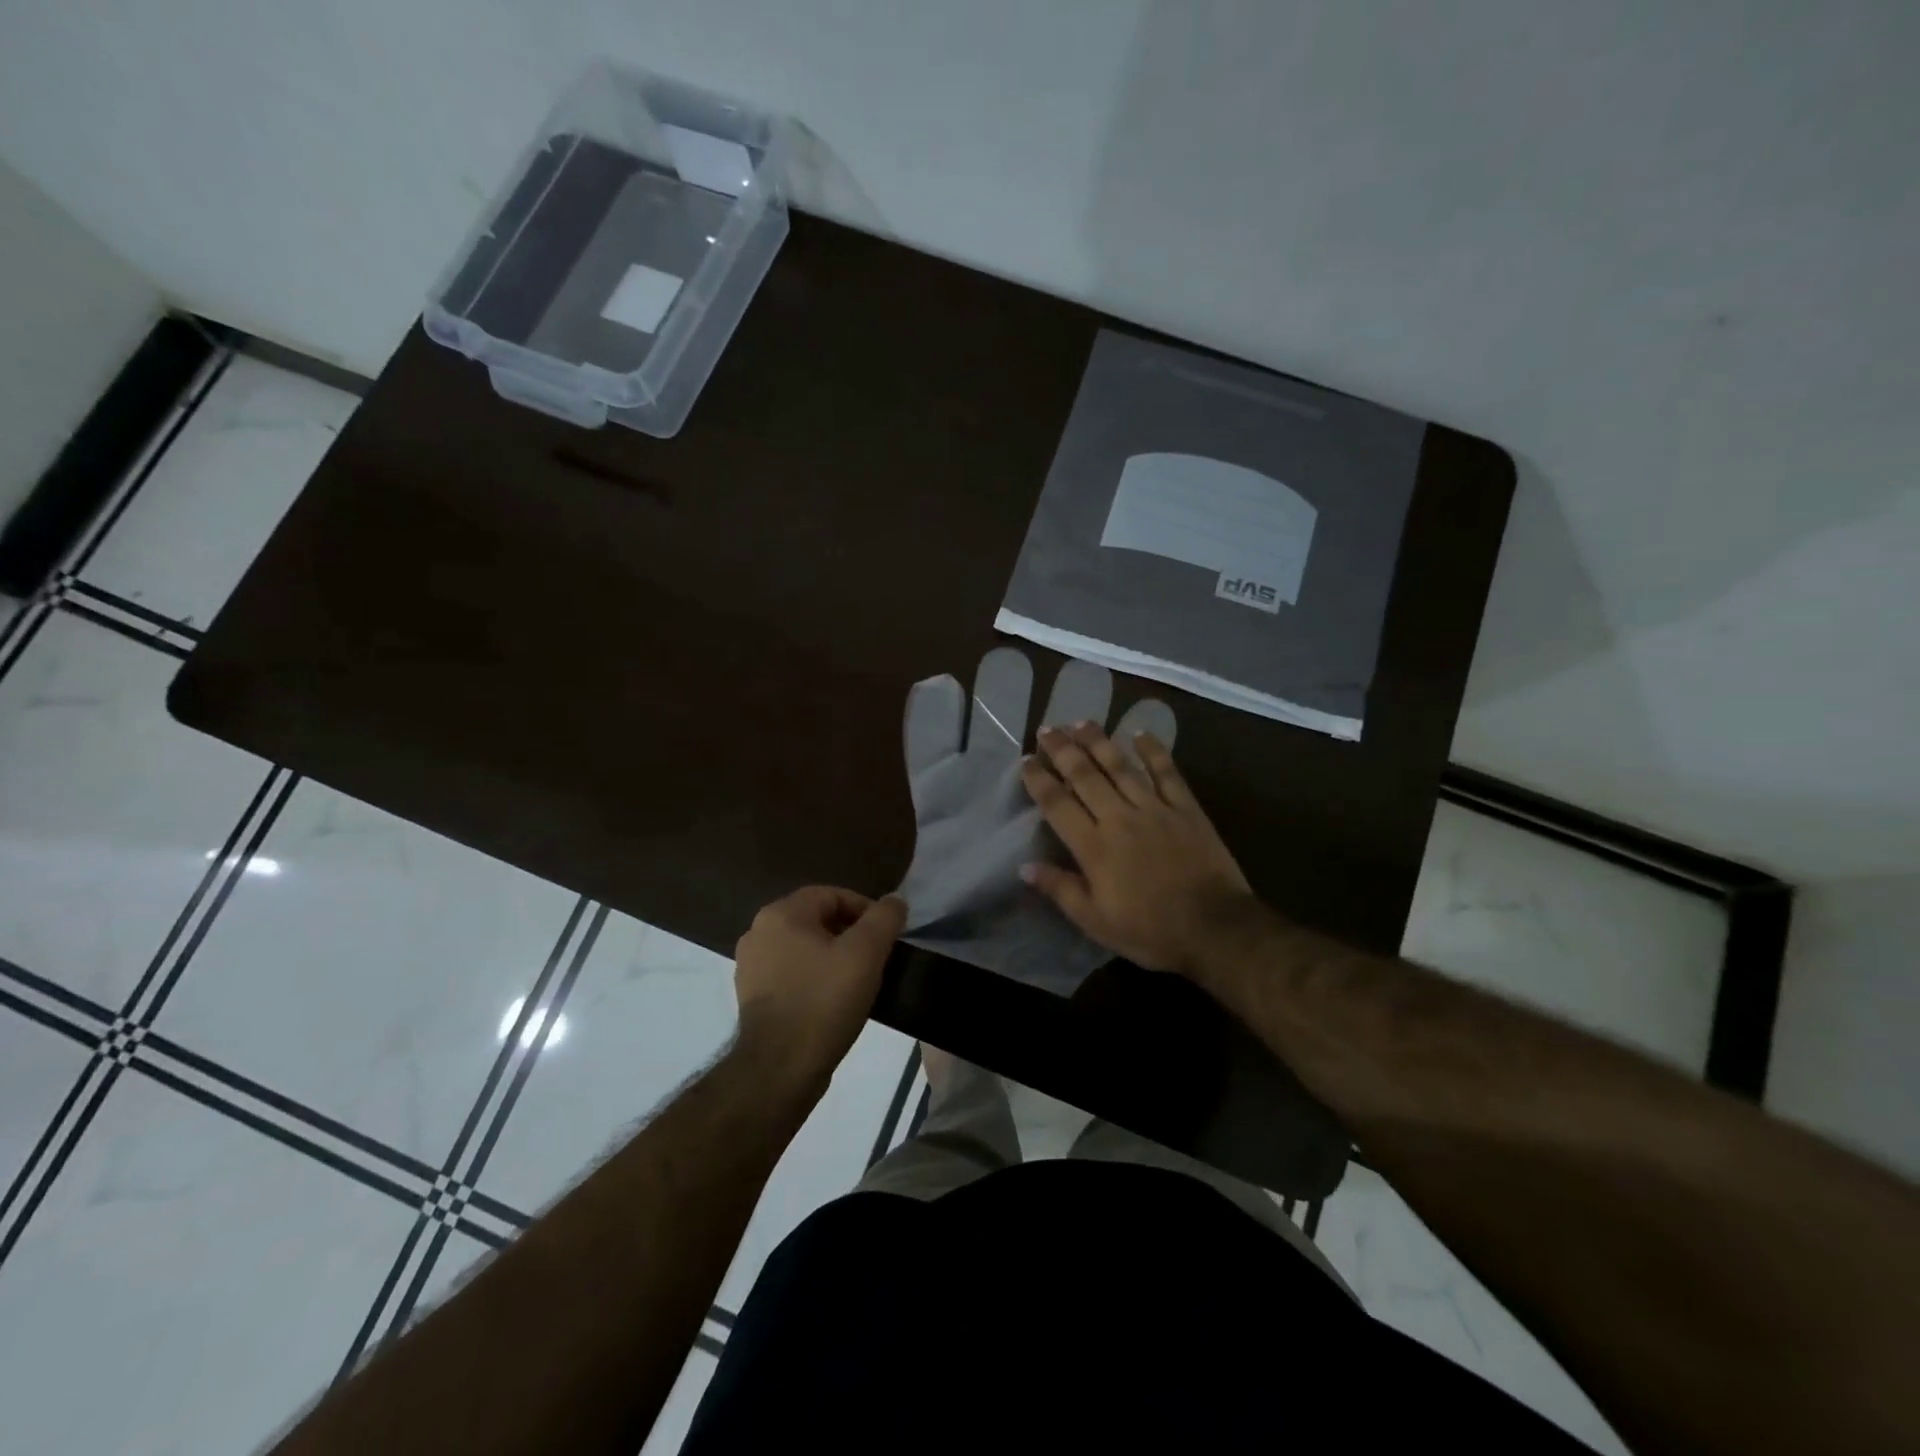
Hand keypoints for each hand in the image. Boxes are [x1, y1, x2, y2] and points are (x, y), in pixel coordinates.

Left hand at [733, 887, 905, 1090]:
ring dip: (833, 956)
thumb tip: (894, 901)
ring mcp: (750, 966)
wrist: (780, 1069)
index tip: (887, 935)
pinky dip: (815, 977)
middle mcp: (758, 932)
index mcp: (781, 914)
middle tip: (876, 957)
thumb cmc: (824, 1001)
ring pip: (804, 947)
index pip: (832, 895)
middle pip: (817, 919)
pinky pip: (792, 973)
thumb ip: (884, 918)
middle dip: (850, 933)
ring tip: (858, 979)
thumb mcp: (866, 953)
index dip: (865, 909)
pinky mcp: (752, 996)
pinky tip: (833, 1000)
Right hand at [1020, 724, 1254, 974]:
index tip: (1026, 761)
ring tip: (1081, 722)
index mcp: (1094, 847)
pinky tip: (1140, 733)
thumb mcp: (1096, 922)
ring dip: (1099, 742)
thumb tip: (1025, 867)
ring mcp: (1155, 809)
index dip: (1039, 780)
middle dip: (1063, 750)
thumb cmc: (1150, 931)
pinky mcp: (1186, 808)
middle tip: (1047, 728)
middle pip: (1085, 776)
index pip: (1058, 805)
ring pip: (1121, 767)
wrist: (1215, 929)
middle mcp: (1119, 818)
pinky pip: (1167, 772)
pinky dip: (1153, 751)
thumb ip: (1061, 890)